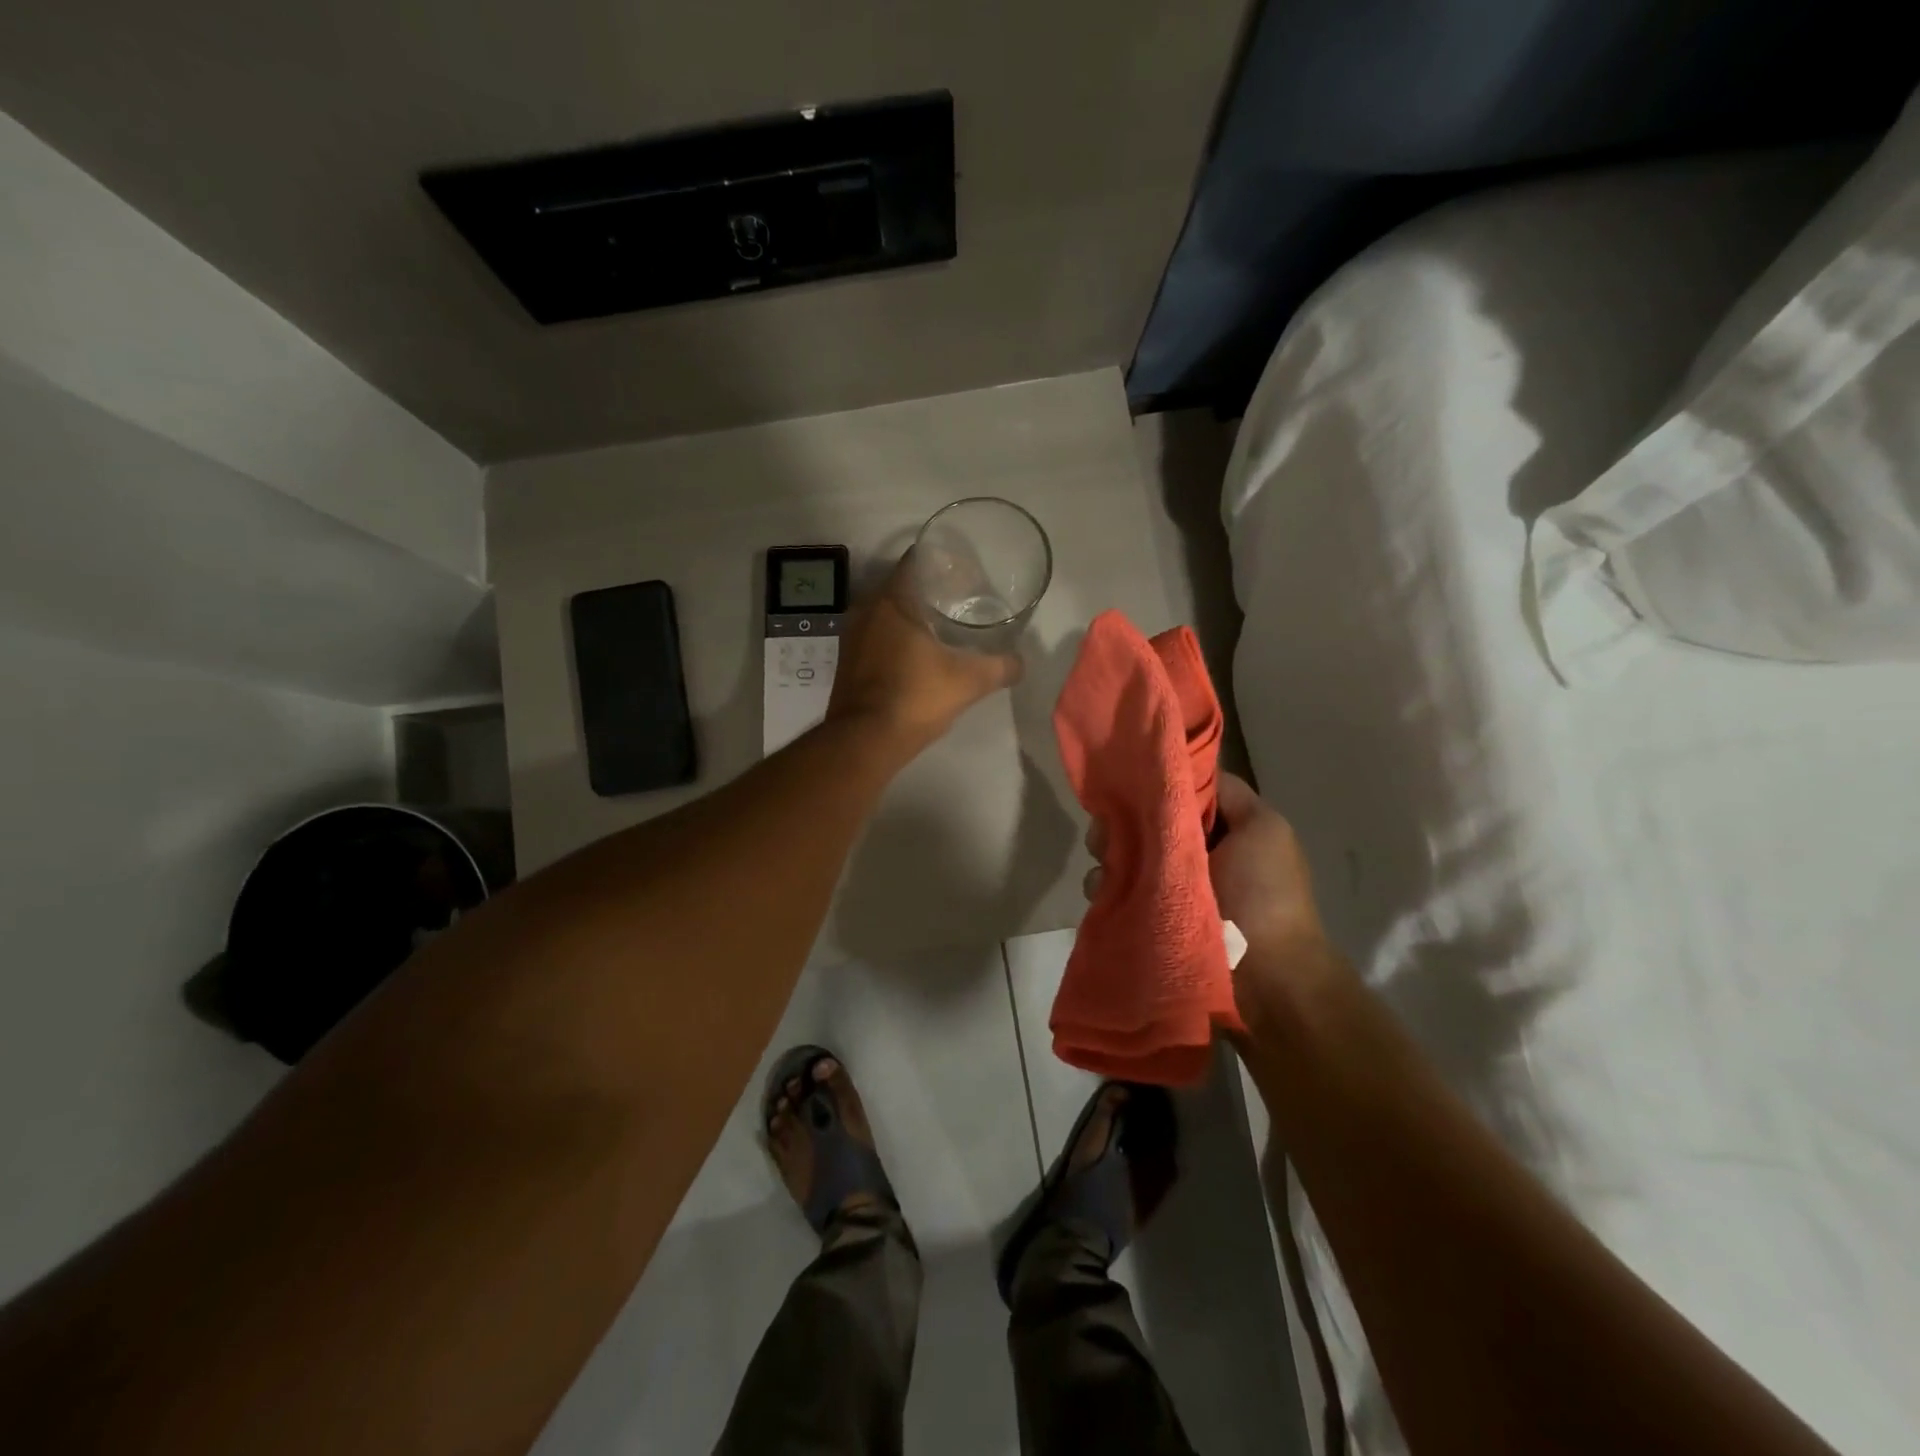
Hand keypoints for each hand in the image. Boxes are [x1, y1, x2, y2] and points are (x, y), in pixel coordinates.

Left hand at [826, 552, 1022, 754]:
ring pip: (888, 612)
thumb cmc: (915, 699)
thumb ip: (1000, 667)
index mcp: (893, 602)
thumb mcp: (968, 682)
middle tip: (962, 600)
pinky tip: (919, 653)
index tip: (966, 574)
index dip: (944, 563)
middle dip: (932, 589)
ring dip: (914, 615)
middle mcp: (867, 610)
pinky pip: (877, 635)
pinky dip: (898, 636)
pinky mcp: (848, 661)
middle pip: (903, 586)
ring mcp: (853, 636)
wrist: (864, 742)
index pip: (916, 561)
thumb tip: (1021, 663)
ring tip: (944, 627)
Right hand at [1083, 771, 1339, 1010]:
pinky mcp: (1148, 919)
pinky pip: (1116, 893)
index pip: (1177, 794)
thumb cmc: (1265, 893)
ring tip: (1106, 870)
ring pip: (1124, 857)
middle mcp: (1191, 855)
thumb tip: (1188, 766)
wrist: (1266, 978)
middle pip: (1143, 824)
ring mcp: (1168, 890)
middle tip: (1106, 833)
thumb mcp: (1264, 828)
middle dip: (1122, 823)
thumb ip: (1229, 793)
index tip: (1127, 781)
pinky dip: (1106, 889)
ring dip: (1109, 856)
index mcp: (1220, 830)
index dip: (1154, 784)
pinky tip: (1103, 893)